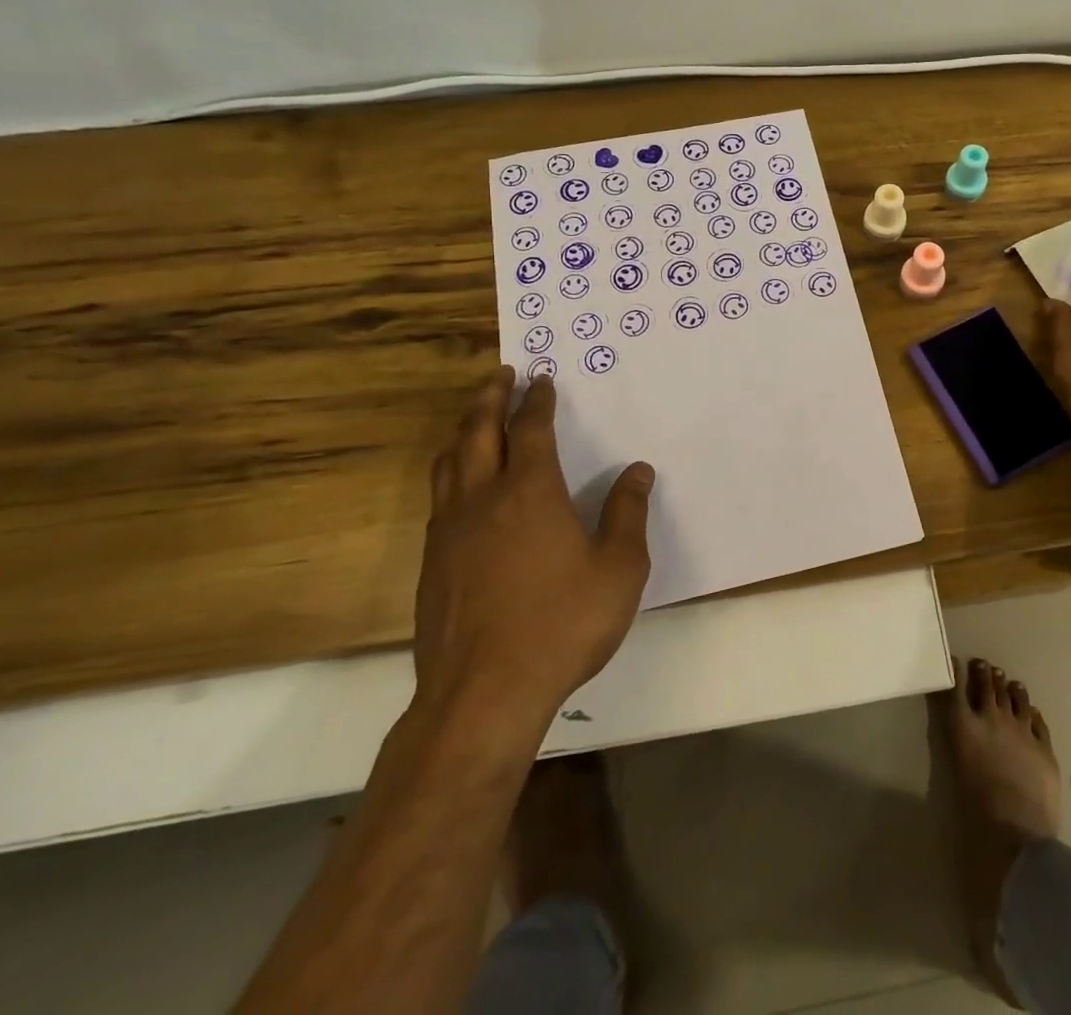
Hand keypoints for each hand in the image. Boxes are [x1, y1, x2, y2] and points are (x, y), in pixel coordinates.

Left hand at [414, 368, 655, 735]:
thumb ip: (628, 514)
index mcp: (531, 491)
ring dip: (463, 431)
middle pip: (478, 432)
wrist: (484, 694)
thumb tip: (638, 472)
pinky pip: (439, 498)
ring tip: (474, 419)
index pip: (531, 429)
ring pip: (449, 462)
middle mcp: (484, 498)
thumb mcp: (619, 568)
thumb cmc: (563, 624)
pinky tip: (462, 488)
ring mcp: (450, 531)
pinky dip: (451, 471)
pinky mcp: (432, 563)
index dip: (538, 400)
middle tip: (500, 376)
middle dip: (490, 398)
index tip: (542, 379)